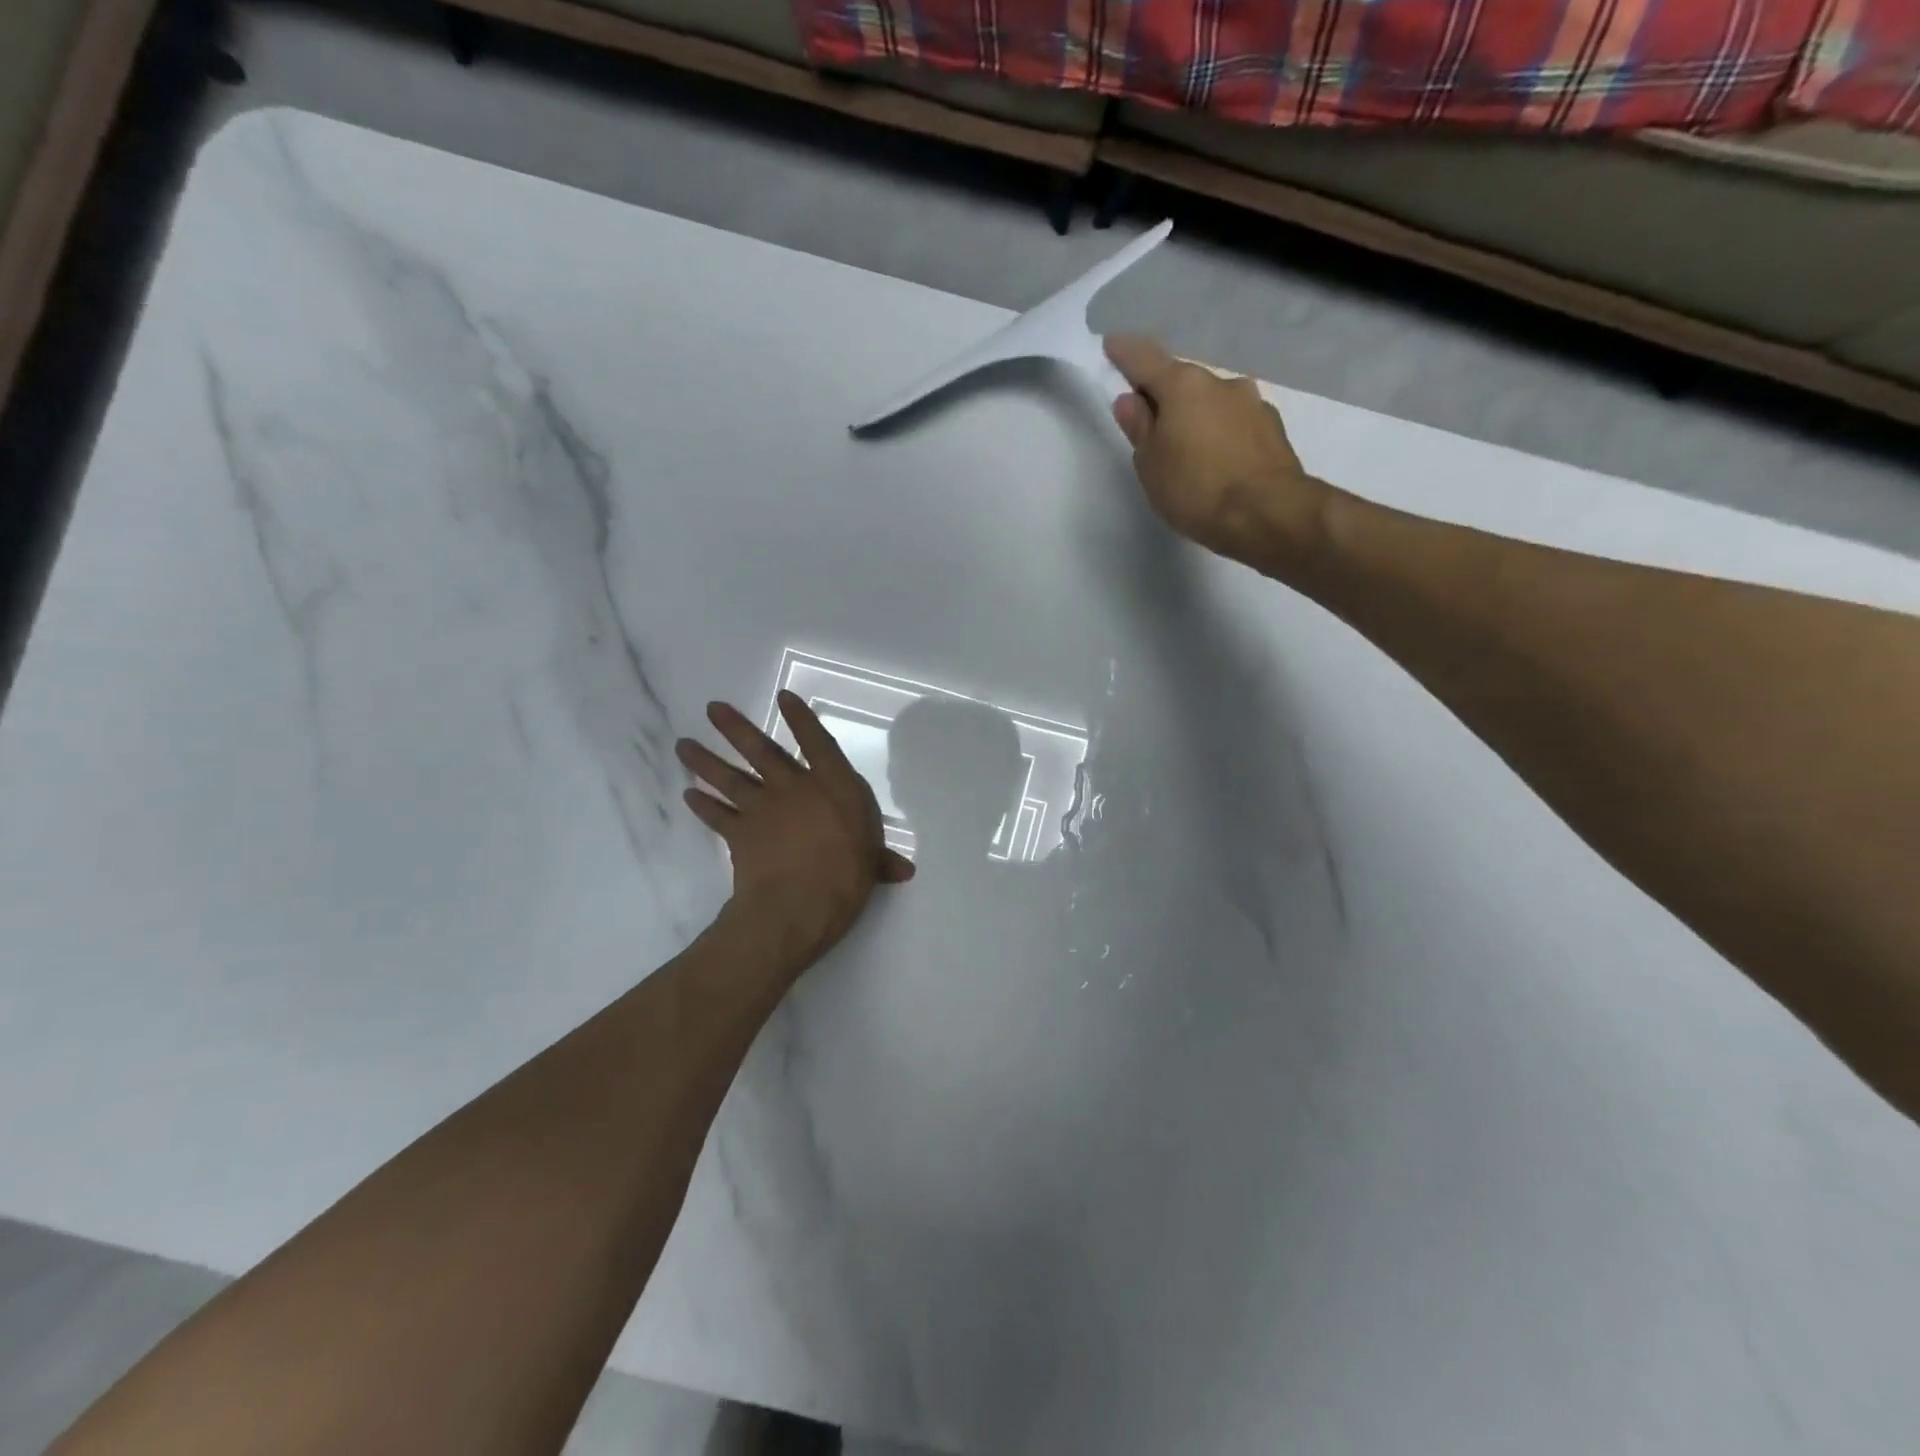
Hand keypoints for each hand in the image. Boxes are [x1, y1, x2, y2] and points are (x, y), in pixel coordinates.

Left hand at [677, 692, 913, 968]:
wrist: (796, 905)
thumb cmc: (844, 878)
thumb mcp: (871, 866)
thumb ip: (882, 861)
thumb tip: (905, 870)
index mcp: (833, 787)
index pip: (816, 743)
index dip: (801, 718)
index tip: (783, 696)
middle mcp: (794, 788)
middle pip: (761, 751)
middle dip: (735, 728)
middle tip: (711, 708)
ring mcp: (763, 809)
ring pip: (730, 778)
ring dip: (705, 760)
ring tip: (682, 744)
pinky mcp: (739, 834)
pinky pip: (717, 816)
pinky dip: (702, 805)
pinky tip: (688, 795)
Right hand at [1105, 335, 1328, 573]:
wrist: (1268, 515)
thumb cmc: (1197, 489)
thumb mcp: (1151, 464)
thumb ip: (1139, 428)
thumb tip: (1131, 401)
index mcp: (1184, 386)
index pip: (1145, 360)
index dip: (1125, 353)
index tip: (1112, 345)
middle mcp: (1221, 383)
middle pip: (1182, 382)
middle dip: (1164, 396)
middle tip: (1148, 423)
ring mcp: (1252, 403)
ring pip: (1212, 403)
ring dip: (1196, 417)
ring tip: (1185, 451)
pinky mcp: (1272, 429)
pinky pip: (1234, 424)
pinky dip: (1220, 434)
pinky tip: (1216, 461)